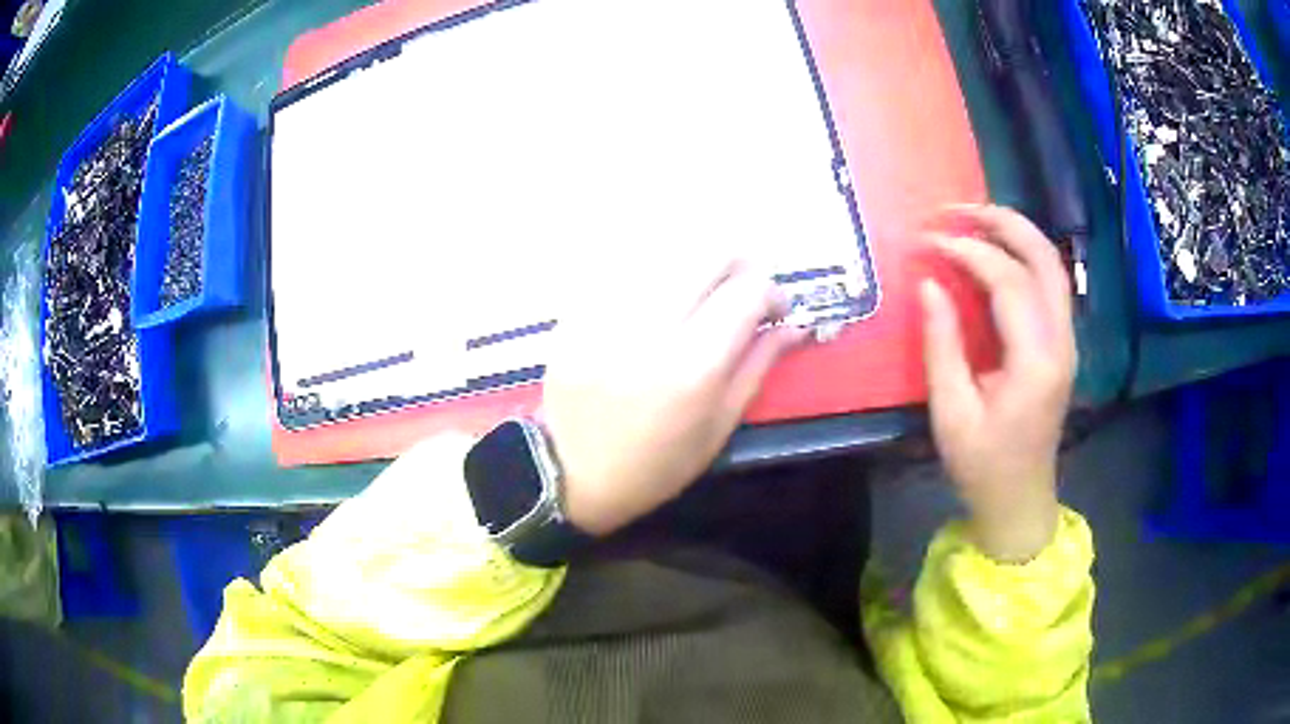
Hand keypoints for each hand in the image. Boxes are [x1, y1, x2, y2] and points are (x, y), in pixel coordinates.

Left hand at [542, 259, 806, 536]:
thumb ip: (758, 366)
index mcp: (693, 366)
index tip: (775, 309)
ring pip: (666, 251)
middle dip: (739, 263)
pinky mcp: (578, 310)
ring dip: (696, 265)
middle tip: (742, 288)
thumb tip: (794, 325)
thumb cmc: (655, 465)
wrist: (570, 473)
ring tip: (701, 292)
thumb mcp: (718, 428)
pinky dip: (654, 273)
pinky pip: (625, 268)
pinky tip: (658, 298)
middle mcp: (651, 327)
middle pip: (708, 253)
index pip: (748, 292)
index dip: (773, 291)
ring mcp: (608, 313)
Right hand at [920, 205, 1076, 562]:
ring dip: (1016, 232)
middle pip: (1044, 257)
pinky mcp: (1061, 344)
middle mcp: (1061, 342)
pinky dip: (1023, 255)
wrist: (1020, 501)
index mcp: (1036, 362)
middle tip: (956, 209)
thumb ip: (942, 344)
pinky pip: (1049, 283)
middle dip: (1001, 222)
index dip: (968, 252)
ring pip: (1052, 264)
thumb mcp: (952, 413)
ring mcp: (1067, 341)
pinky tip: (995, 252)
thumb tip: (929, 282)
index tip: (928, 243)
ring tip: (973, 219)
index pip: (1008, 281)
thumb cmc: (983, 466)